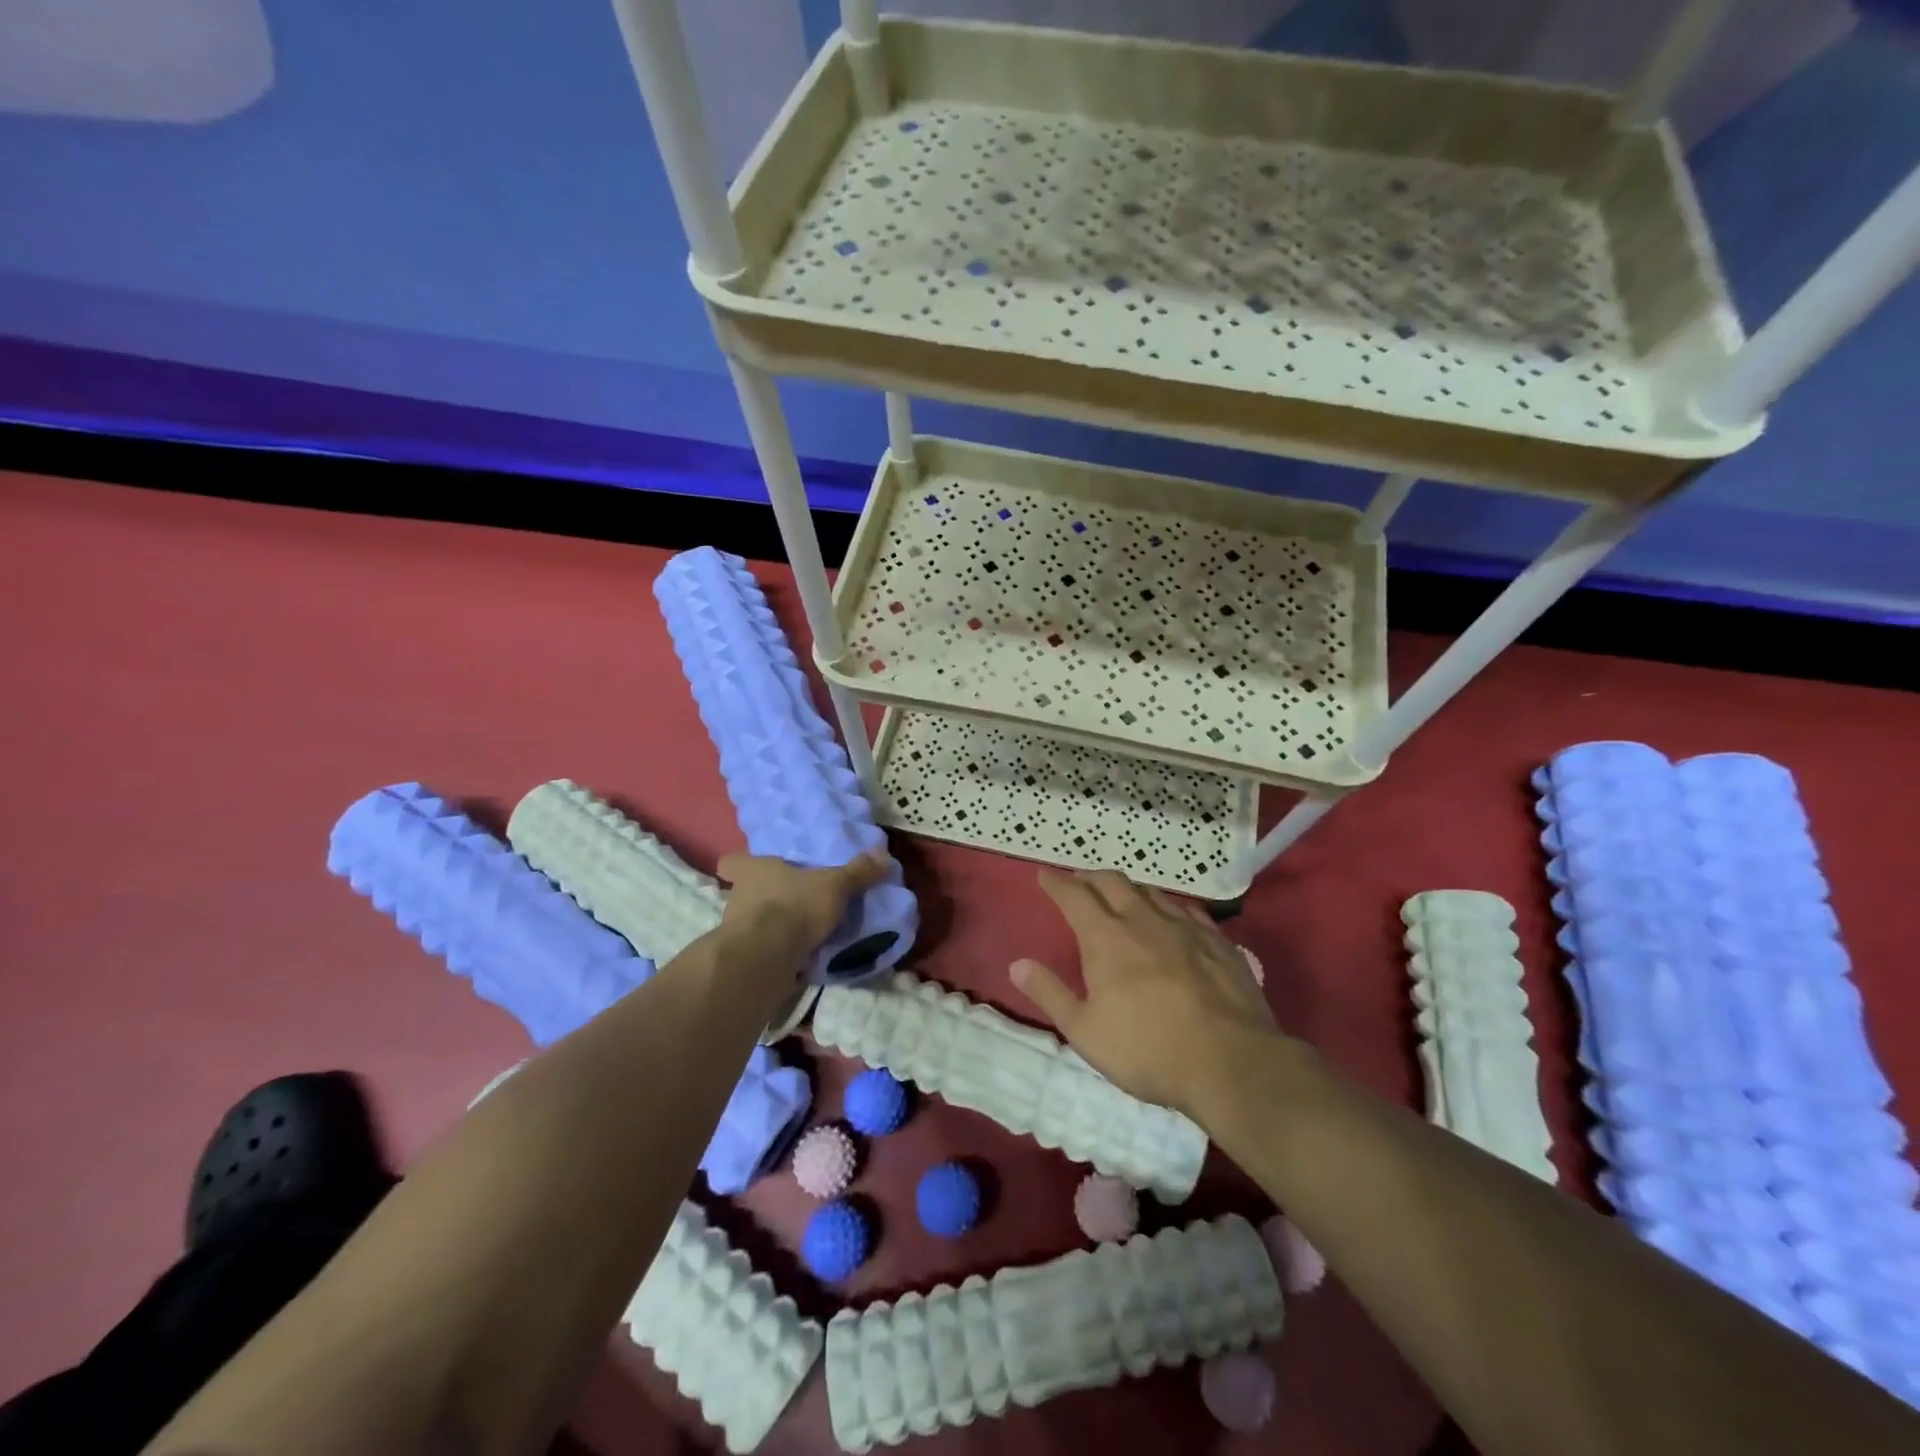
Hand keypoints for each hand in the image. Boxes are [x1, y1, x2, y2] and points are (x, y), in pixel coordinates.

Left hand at [715, 850, 891, 958]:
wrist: (767, 957)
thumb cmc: (795, 906)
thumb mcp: (834, 885)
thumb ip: (857, 872)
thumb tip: (883, 854)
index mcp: (754, 871)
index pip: (732, 862)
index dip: (740, 865)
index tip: (754, 869)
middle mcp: (738, 896)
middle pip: (745, 892)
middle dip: (765, 897)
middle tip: (791, 900)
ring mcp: (736, 930)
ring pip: (752, 922)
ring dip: (771, 926)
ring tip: (800, 931)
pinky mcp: (744, 959)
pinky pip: (762, 950)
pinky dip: (776, 952)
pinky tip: (798, 957)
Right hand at [1011, 868, 1278, 1115]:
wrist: (1230, 1061)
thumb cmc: (1147, 1050)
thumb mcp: (1085, 1031)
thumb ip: (1050, 993)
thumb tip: (1017, 965)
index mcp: (1106, 938)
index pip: (1074, 896)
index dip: (1056, 882)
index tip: (1044, 874)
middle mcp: (1143, 920)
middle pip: (1113, 882)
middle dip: (1090, 877)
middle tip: (1079, 881)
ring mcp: (1185, 927)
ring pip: (1151, 891)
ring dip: (1129, 888)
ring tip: (1121, 895)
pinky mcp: (1218, 942)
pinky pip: (1187, 909)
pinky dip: (1168, 906)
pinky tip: (1172, 916)